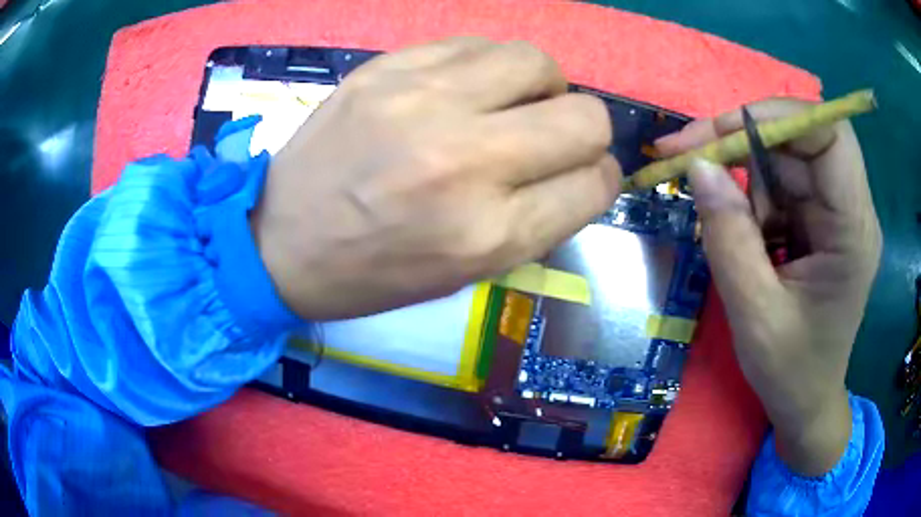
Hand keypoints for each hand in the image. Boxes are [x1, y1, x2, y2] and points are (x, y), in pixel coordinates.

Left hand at [252, 37, 619, 319]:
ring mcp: (422, 102)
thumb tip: (579, 171)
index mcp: (489, 233)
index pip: (595, 185)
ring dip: (541, 87)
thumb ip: (535, 219)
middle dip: (585, 131)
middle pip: (585, 117)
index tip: (583, 176)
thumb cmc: (374, 273)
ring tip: (511, 104)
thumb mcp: (466, 271)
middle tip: (551, 138)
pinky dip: (488, 66)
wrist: (280, 243)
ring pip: (538, 62)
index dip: (600, 179)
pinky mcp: (387, 69)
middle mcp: (466, 161)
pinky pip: (476, 44)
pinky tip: (466, 87)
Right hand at [656, 100, 880, 475]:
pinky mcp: (819, 221)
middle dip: (743, 139)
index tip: (722, 132)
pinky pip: (780, 186)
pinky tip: (745, 240)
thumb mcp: (754, 316)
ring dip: (744, 179)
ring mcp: (835, 213)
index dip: (778, 117)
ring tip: (724, 228)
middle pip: (799, 140)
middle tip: (686, 155)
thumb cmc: (790, 372)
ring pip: (784, 160)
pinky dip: (751, 201)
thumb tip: (699, 166)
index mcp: (852, 231)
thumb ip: (729, 239)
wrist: (806, 402)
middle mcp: (850, 210)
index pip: (829, 137)